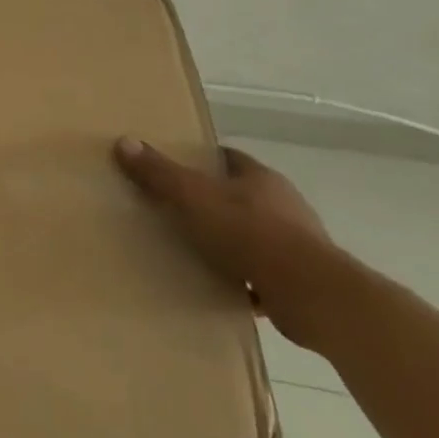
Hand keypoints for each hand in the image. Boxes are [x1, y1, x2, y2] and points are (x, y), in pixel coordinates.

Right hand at [114, 138, 339, 347]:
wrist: (314, 296)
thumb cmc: (252, 234)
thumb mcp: (194, 198)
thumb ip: (160, 173)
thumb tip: (124, 141)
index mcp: (260, 178)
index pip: (227, 158)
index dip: (201, 160)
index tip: (174, 168)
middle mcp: (283, 204)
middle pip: (240, 195)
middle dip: (211, 202)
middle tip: (175, 210)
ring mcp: (296, 243)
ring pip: (252, 234)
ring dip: (228, 242)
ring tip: (192, 251)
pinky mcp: (301, 280)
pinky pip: (263, 273)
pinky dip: (243, 277)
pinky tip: (219, 286)